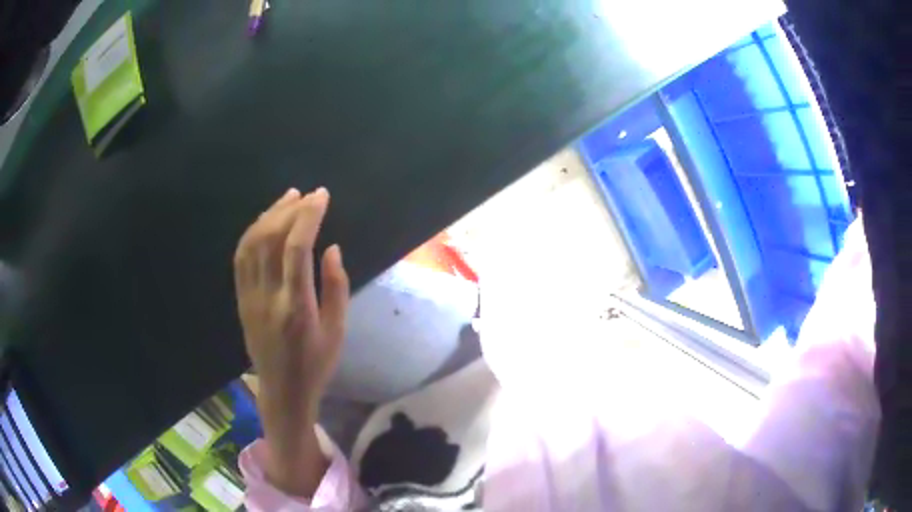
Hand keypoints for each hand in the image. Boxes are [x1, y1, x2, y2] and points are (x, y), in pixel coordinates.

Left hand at [233, 187, 349, 496]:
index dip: (308, 217)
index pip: (297, 249)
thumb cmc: (316, 364)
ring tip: (288, 198)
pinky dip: (252, 232)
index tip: (322, 196)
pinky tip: (266, 221)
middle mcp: (268, 297)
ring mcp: (249, 297)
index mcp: (296, 307)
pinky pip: (241, 258)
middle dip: (291, 210)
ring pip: (251, 244)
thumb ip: (336, 287)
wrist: (282, 390)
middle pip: (271, 239)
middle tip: (309, 194)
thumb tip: (331, 248)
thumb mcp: (337, 331)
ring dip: (269, 215)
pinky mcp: (241, 299)